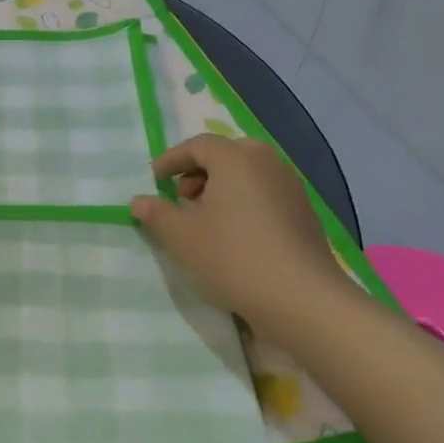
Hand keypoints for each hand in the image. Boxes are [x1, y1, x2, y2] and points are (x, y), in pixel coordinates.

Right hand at [132, 134, 357, 332]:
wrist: (300, 297)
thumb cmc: (232, 257)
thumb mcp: (181, 237)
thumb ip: (156, 214)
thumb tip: (139, 201)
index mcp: (236, 158)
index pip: (198, 145)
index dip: (172, 160)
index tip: (154, 179)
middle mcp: (266, 162)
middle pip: (227, 154)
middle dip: (199, 171)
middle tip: (182, 197)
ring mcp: (291, 186)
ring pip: (248, 173)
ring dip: (222, 187)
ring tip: (206, 219)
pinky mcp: (304, 212)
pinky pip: (266, 193)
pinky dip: (244, 201)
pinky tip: (235, 234)